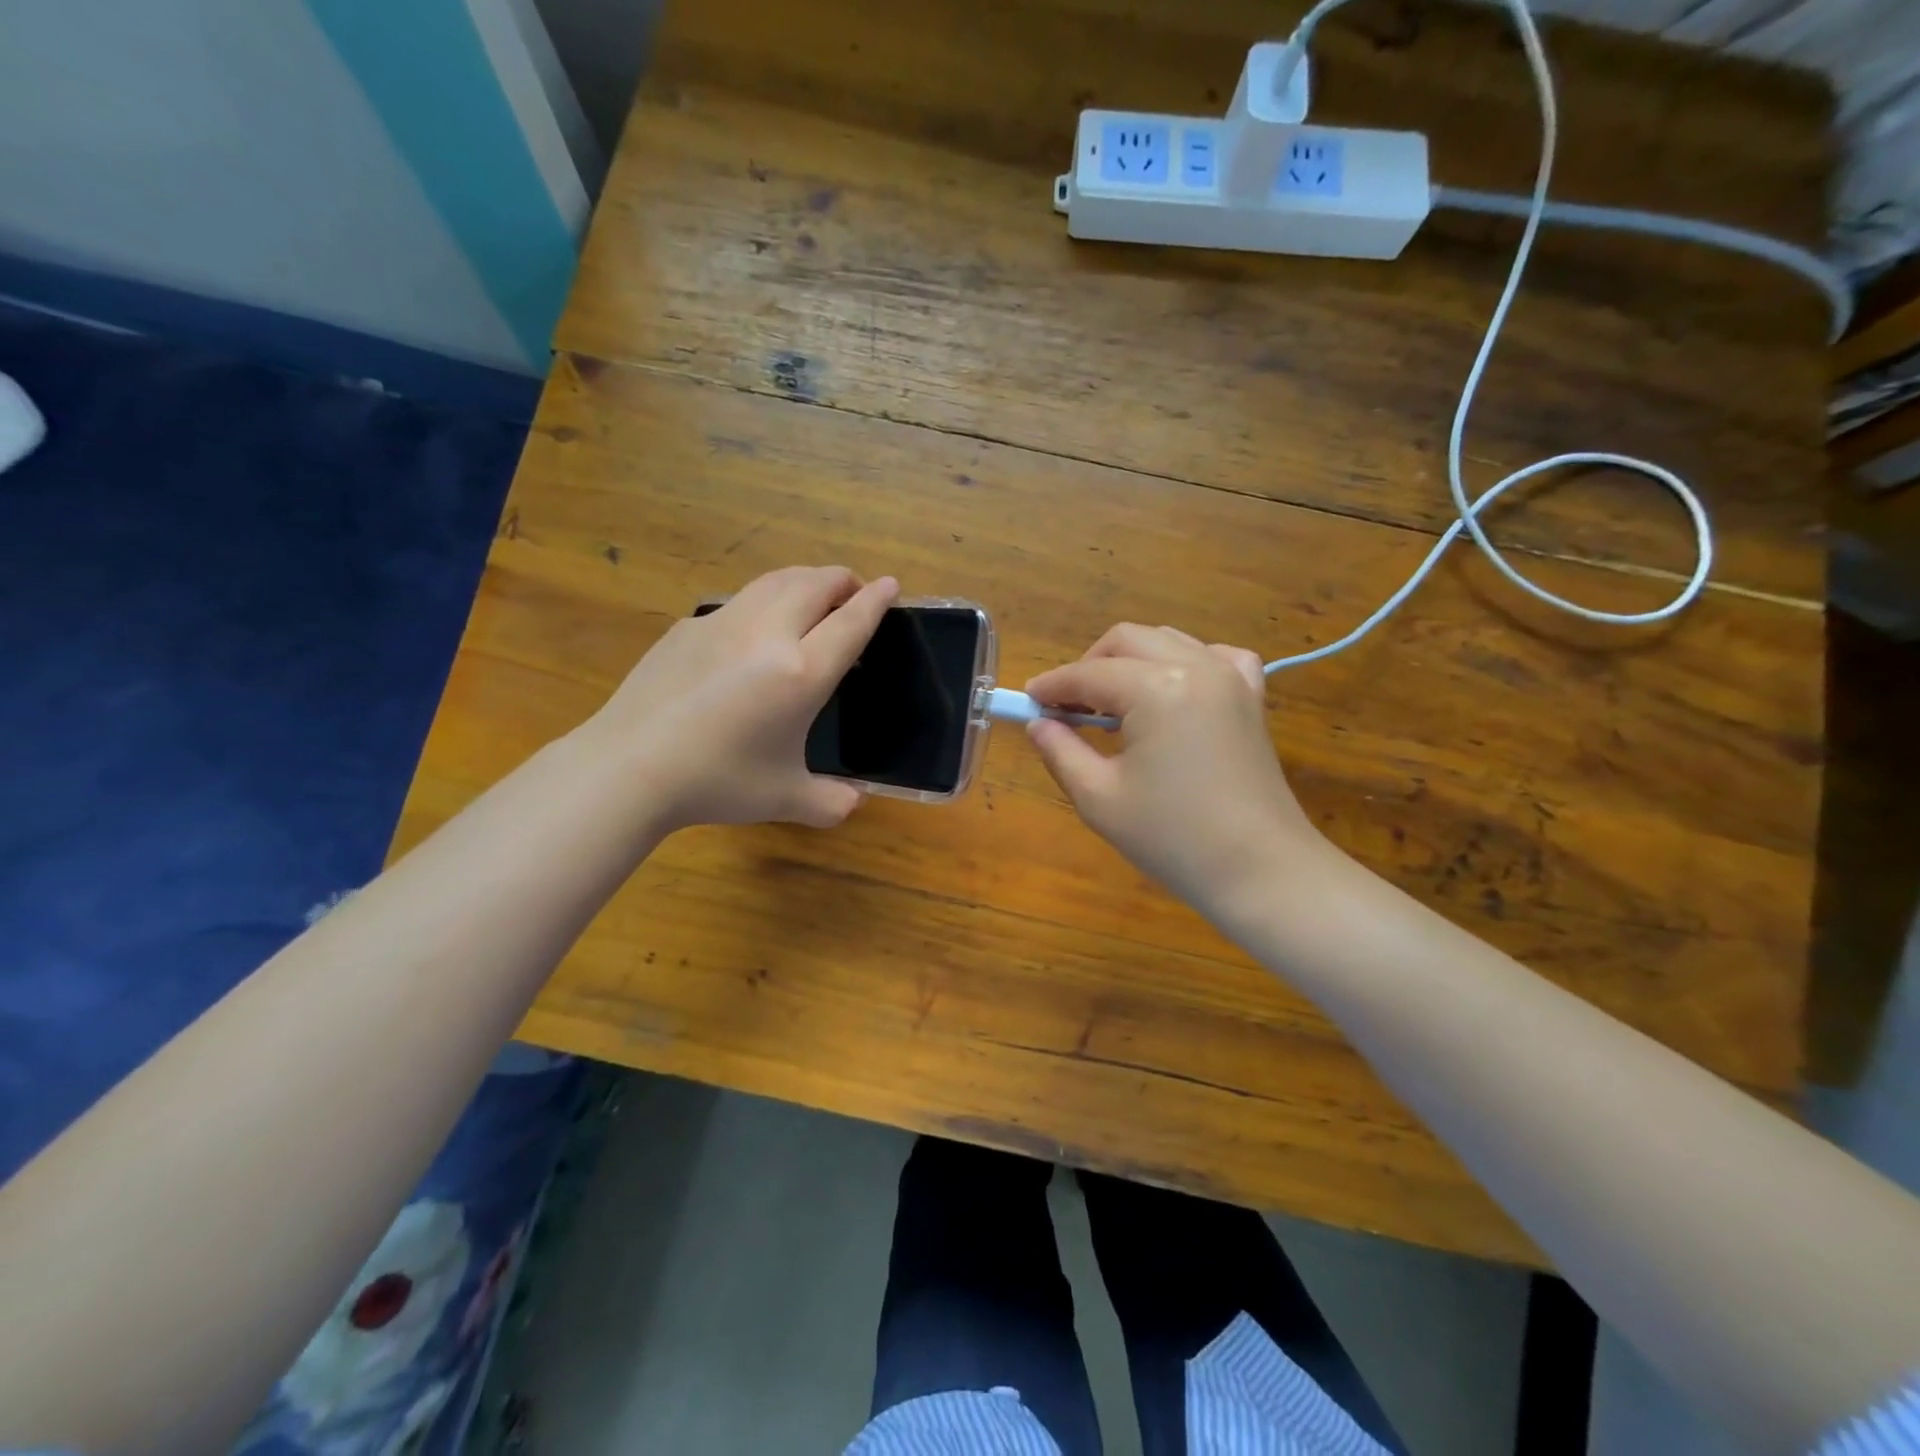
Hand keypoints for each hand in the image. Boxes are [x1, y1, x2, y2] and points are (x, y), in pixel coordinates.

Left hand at [584, 566, 897, 832]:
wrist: (630, 766)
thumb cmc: (717, 781)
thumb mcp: (785, 799)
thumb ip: (830, 802)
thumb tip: (854, 802)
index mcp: (801, 672)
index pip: (850, 622)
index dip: (875, 600)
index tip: (891, 585)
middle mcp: (767, 634)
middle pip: (815, 584)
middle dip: (842, 580)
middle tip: (853, 592)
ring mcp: (723, 623)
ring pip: (775, 580)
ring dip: (804, 579)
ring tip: (813, 595)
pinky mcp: (689, 627)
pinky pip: (739, 600)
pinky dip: (764, 600)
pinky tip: (755, 629)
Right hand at [1025, 624, 1326, 917]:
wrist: (1260, 871)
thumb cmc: (1173, 839)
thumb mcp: (1099, 798)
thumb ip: (1060, 751)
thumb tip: (1038, 724)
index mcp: (1156, 689)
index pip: (1088, 674)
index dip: (1052, 686)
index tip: (1027, 702)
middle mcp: (1196, 667)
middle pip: (1126, 641)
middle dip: (1089, 666)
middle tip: (1067, 707)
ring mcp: (1231, 678)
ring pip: (1167, 641)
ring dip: (1130, 661)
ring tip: (1111, 705)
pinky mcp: (1252, 697)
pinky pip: (1215, 656)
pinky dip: (1185, 662)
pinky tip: (1172, 691)